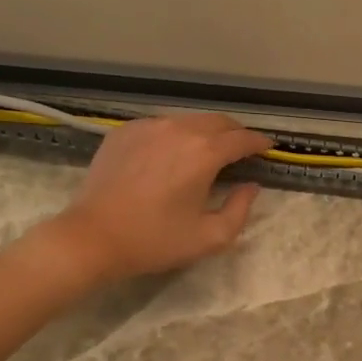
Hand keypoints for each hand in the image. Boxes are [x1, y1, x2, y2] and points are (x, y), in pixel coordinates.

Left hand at [39, 113, 271, 282]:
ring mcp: (148, 126)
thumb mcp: (209, 237)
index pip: (242, 139)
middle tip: (241, 149)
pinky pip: (160, 126)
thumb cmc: (155, 240)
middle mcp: (179, 129)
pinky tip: (170, 155)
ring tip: (207, 151)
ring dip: (205, 132)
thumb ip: (240, 210)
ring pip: (188, 120)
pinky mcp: (124, 131)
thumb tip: (251, 187)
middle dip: (235, 133)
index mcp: (204, 153)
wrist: (93, 236)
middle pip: (217, 122)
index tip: (268, 148)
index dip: (259, 143)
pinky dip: (174, 135)